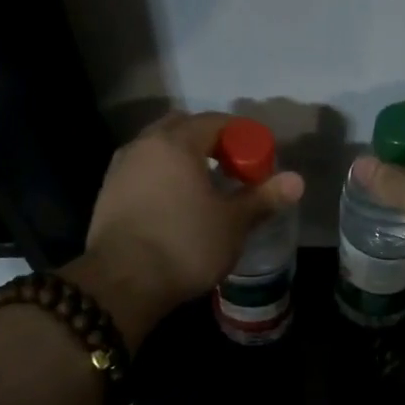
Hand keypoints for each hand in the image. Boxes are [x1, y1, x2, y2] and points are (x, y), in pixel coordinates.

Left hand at [66, 111, 303, 347]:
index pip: (216, 122)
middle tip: (231, 169)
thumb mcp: (232, 224)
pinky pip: (143, 172)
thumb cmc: (185, 246)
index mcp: (176, 143)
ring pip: (158, 150)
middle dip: (209, 142)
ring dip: (182, 159)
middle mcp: (144, 145)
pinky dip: (162, 178)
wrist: (122, 282)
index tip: (258, 160)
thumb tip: (297, 181)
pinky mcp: (108, 194)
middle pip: (182, 128)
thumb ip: (263, 198)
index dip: (242, 136)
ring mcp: (120, 168)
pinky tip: (174, 206)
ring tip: (203, 188)